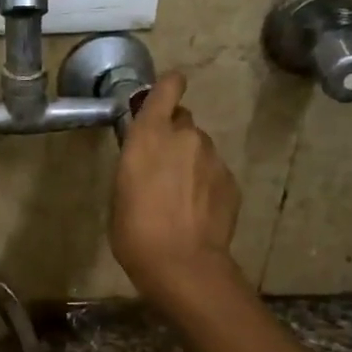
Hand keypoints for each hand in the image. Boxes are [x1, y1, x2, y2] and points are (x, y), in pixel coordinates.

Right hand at [111, 71, 243, 305]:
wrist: (182, 264)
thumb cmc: (135, 231)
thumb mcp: (120, 191)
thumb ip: (137, 163)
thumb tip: (149, 160)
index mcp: (149, 135)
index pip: (167, 89)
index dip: (168, 87)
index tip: (164, 95)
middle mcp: (184, 136)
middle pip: (182, 121)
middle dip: (173, 136)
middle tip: (163, 167)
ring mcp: (213, 158)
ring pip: (200, 149)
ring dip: (190, 162)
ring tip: (179, 197)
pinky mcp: (231, 181)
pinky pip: (214, 172)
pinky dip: (206, 184)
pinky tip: (196, 211)